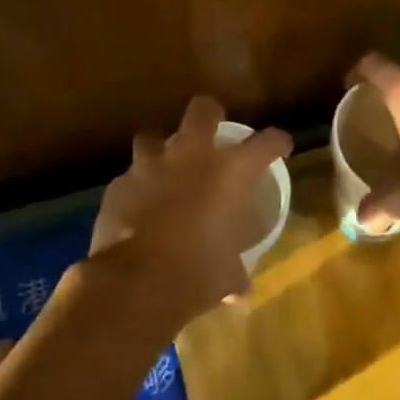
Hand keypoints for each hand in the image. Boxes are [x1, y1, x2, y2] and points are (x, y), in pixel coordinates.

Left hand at [90, 96, 291, 328]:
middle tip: (211, 130)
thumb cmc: (197, 273)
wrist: (137, 282)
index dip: (276, 141)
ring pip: (152, 136)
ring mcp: (151, 165)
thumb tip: (241, 289)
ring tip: (163, 168)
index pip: (266, 142)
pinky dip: (135, 187)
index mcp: (230, 172)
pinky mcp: (119, 184)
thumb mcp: (226, 276)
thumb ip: (235, 274)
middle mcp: (192, 156)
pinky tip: (136, 205)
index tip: (280, 146)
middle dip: (209, 114)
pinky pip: (129, 177)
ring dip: (159, 150)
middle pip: (203, 110)